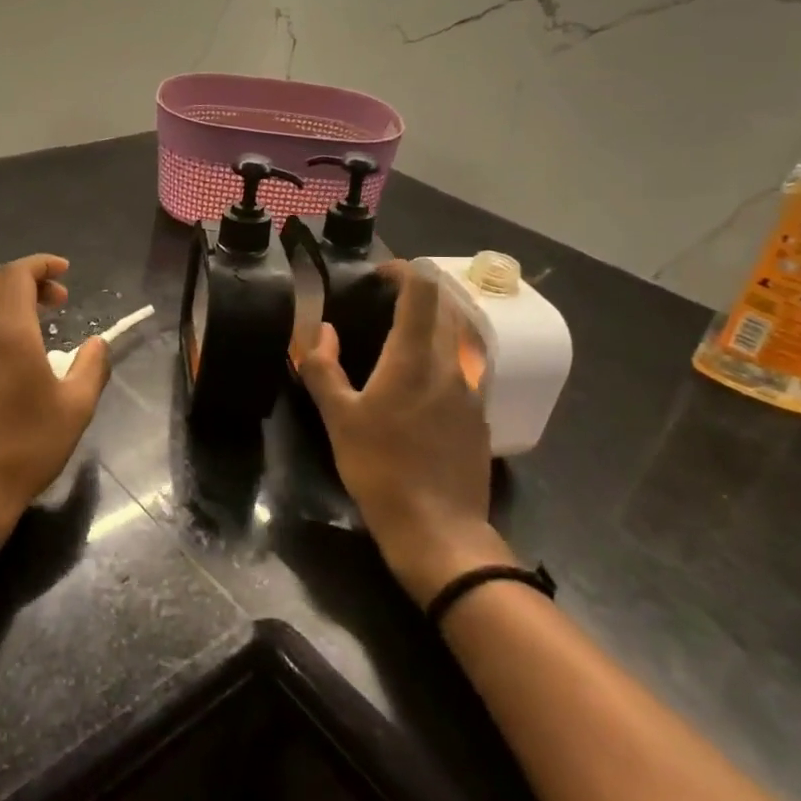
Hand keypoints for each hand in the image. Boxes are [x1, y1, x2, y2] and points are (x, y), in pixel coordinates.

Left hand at [0, 254, 109, 542]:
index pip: (18, 274)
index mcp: (10, 331)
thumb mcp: (77, 409)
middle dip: (26, 282)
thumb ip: (93, 367)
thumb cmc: (26, 449)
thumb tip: (97, 343)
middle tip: (53, 304)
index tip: (64, 273)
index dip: (41, 265)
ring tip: (9, 319)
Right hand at [298, 262, 512, 603]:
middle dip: (420, 293)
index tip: (381, 274)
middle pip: (446, 307)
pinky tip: (422, 383)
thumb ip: (323, 369)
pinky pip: (465, 369)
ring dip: (435, 324)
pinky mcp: (479, 417)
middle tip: (388, 301)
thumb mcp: (338, 419)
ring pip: (459, 338)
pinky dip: (444, 357)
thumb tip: (321, 331)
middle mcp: (450, 364)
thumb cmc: (380, 468)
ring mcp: (472, 391)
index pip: (422, 291)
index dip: (405, 271)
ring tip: (403, 337)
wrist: (438, 529)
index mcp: (413, 357)